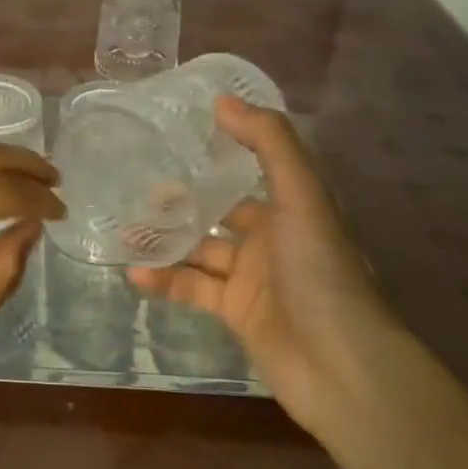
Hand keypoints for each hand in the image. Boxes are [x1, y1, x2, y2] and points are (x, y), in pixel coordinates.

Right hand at [129, 97, 392, 437]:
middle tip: (136, 188)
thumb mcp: (300, 197)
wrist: (342, 368)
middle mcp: (271, 238)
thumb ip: (268, 144)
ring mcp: (252, 278)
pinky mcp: (236, 313)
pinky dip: (165, 282)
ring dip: (166, 241)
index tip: (174, 138)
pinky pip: (193, 290)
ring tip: (126, 229)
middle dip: (180, 201)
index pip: (249, 170)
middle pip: (217, 211)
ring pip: (199, 250)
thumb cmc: (321, 272)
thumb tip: (222, 100)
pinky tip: (135, 274)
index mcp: (289, 207)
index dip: (217, 154)